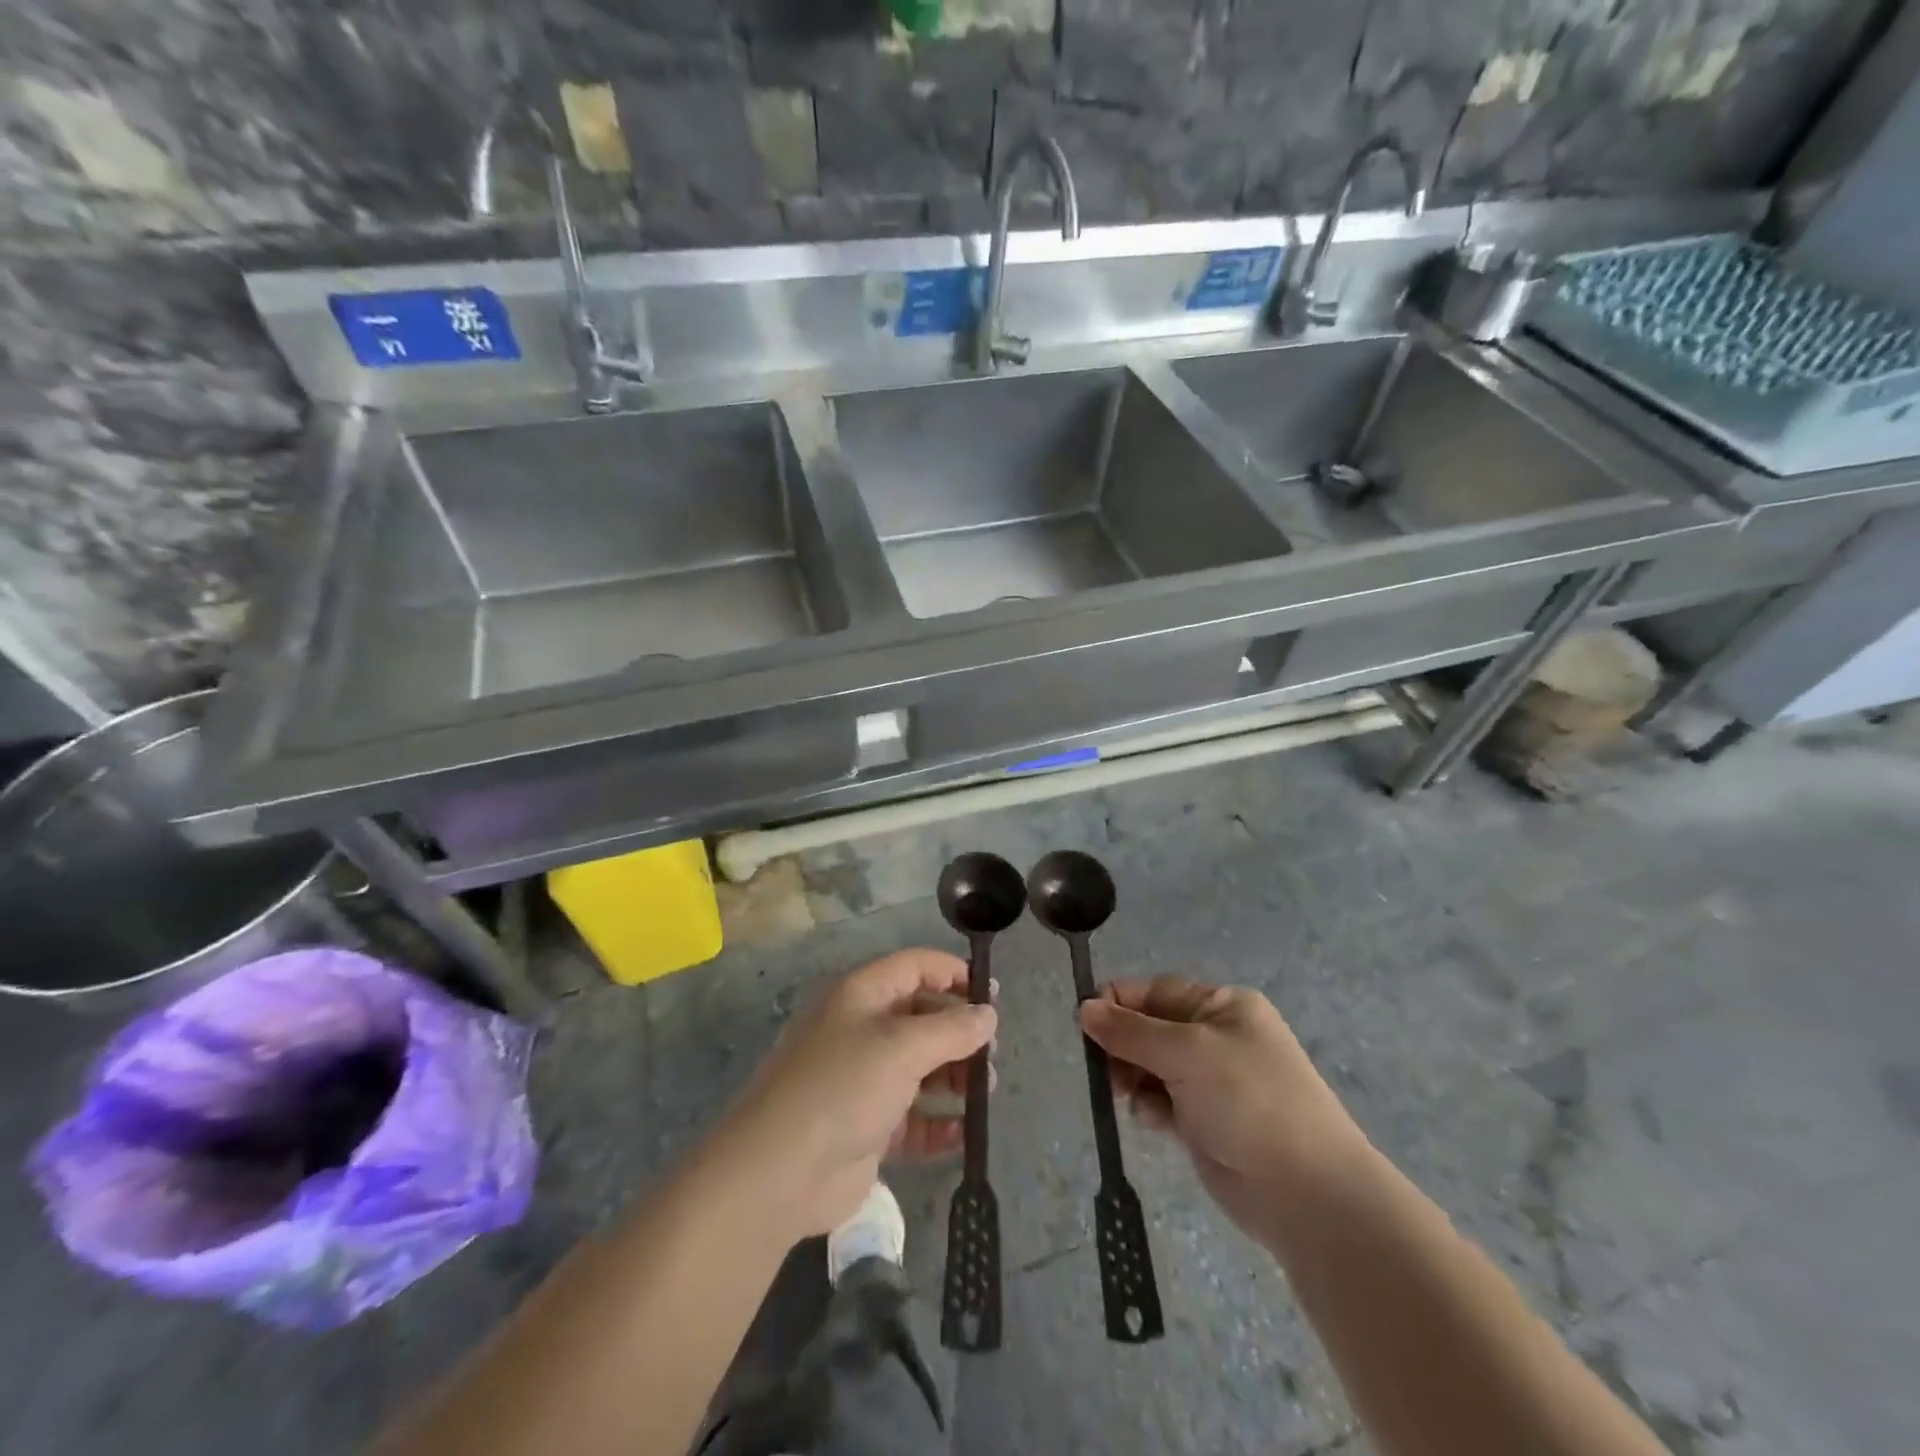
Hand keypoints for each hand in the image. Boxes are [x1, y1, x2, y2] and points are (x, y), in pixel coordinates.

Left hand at [717, 949, 996, 1238]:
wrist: (778, 1172)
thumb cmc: (842, 1087)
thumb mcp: (902, 1047)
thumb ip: (952, 1029)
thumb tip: (988, 1013)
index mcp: (861, 995)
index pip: (914, 967)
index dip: (953, 973)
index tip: (992, 994)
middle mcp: (861, 1030)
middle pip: (920, 1017)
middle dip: (958, 1031)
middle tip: (991, 1052)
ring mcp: (862, 1080)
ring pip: (919, 1068)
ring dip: (954, 1076)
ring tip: (985, 1091)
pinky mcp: (865, 1127)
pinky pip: (911, 1118)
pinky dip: (938, 1122)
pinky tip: (963, 1132)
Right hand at [1079, 978, 1374, 1242]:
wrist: (1307, 1193)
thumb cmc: (1248, 1100)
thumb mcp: (1186, 1052)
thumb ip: (1131, 1031)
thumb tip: (1084, 1008)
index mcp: (1221, 1005)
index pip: (1155, 991)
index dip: (1118, 1003)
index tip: (1085, 1024)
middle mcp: (1216, 1036)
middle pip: (1149, 1028)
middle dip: (1123, 1045)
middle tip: (1104, 1069)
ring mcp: (1212, 1082)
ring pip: (1150, 1066)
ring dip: (1132, 1078)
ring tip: (1125, 1095)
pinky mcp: (1205, 1122)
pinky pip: (1161, 1101)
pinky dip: (1149, 1107)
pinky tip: (1152, 1121)